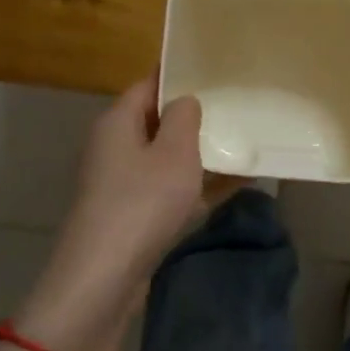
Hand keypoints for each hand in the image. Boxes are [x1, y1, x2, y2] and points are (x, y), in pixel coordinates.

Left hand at [19, 79, 240, 350]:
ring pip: (168, 157)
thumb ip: (184, 118)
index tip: (218, 71)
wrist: (104, 279)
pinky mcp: (133, 214)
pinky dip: (198, 185)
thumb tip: (185, 101)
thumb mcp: (174, 152)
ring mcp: (122, 183)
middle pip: (159, 121)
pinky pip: (171, 189)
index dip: (181, 76)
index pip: (149, 84)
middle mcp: (115, 147)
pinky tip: (236, 184)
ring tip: (245, 143)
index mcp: (118, 122)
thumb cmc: (142, 203)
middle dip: (197, 117)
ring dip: (201, 153)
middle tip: (238, 107)